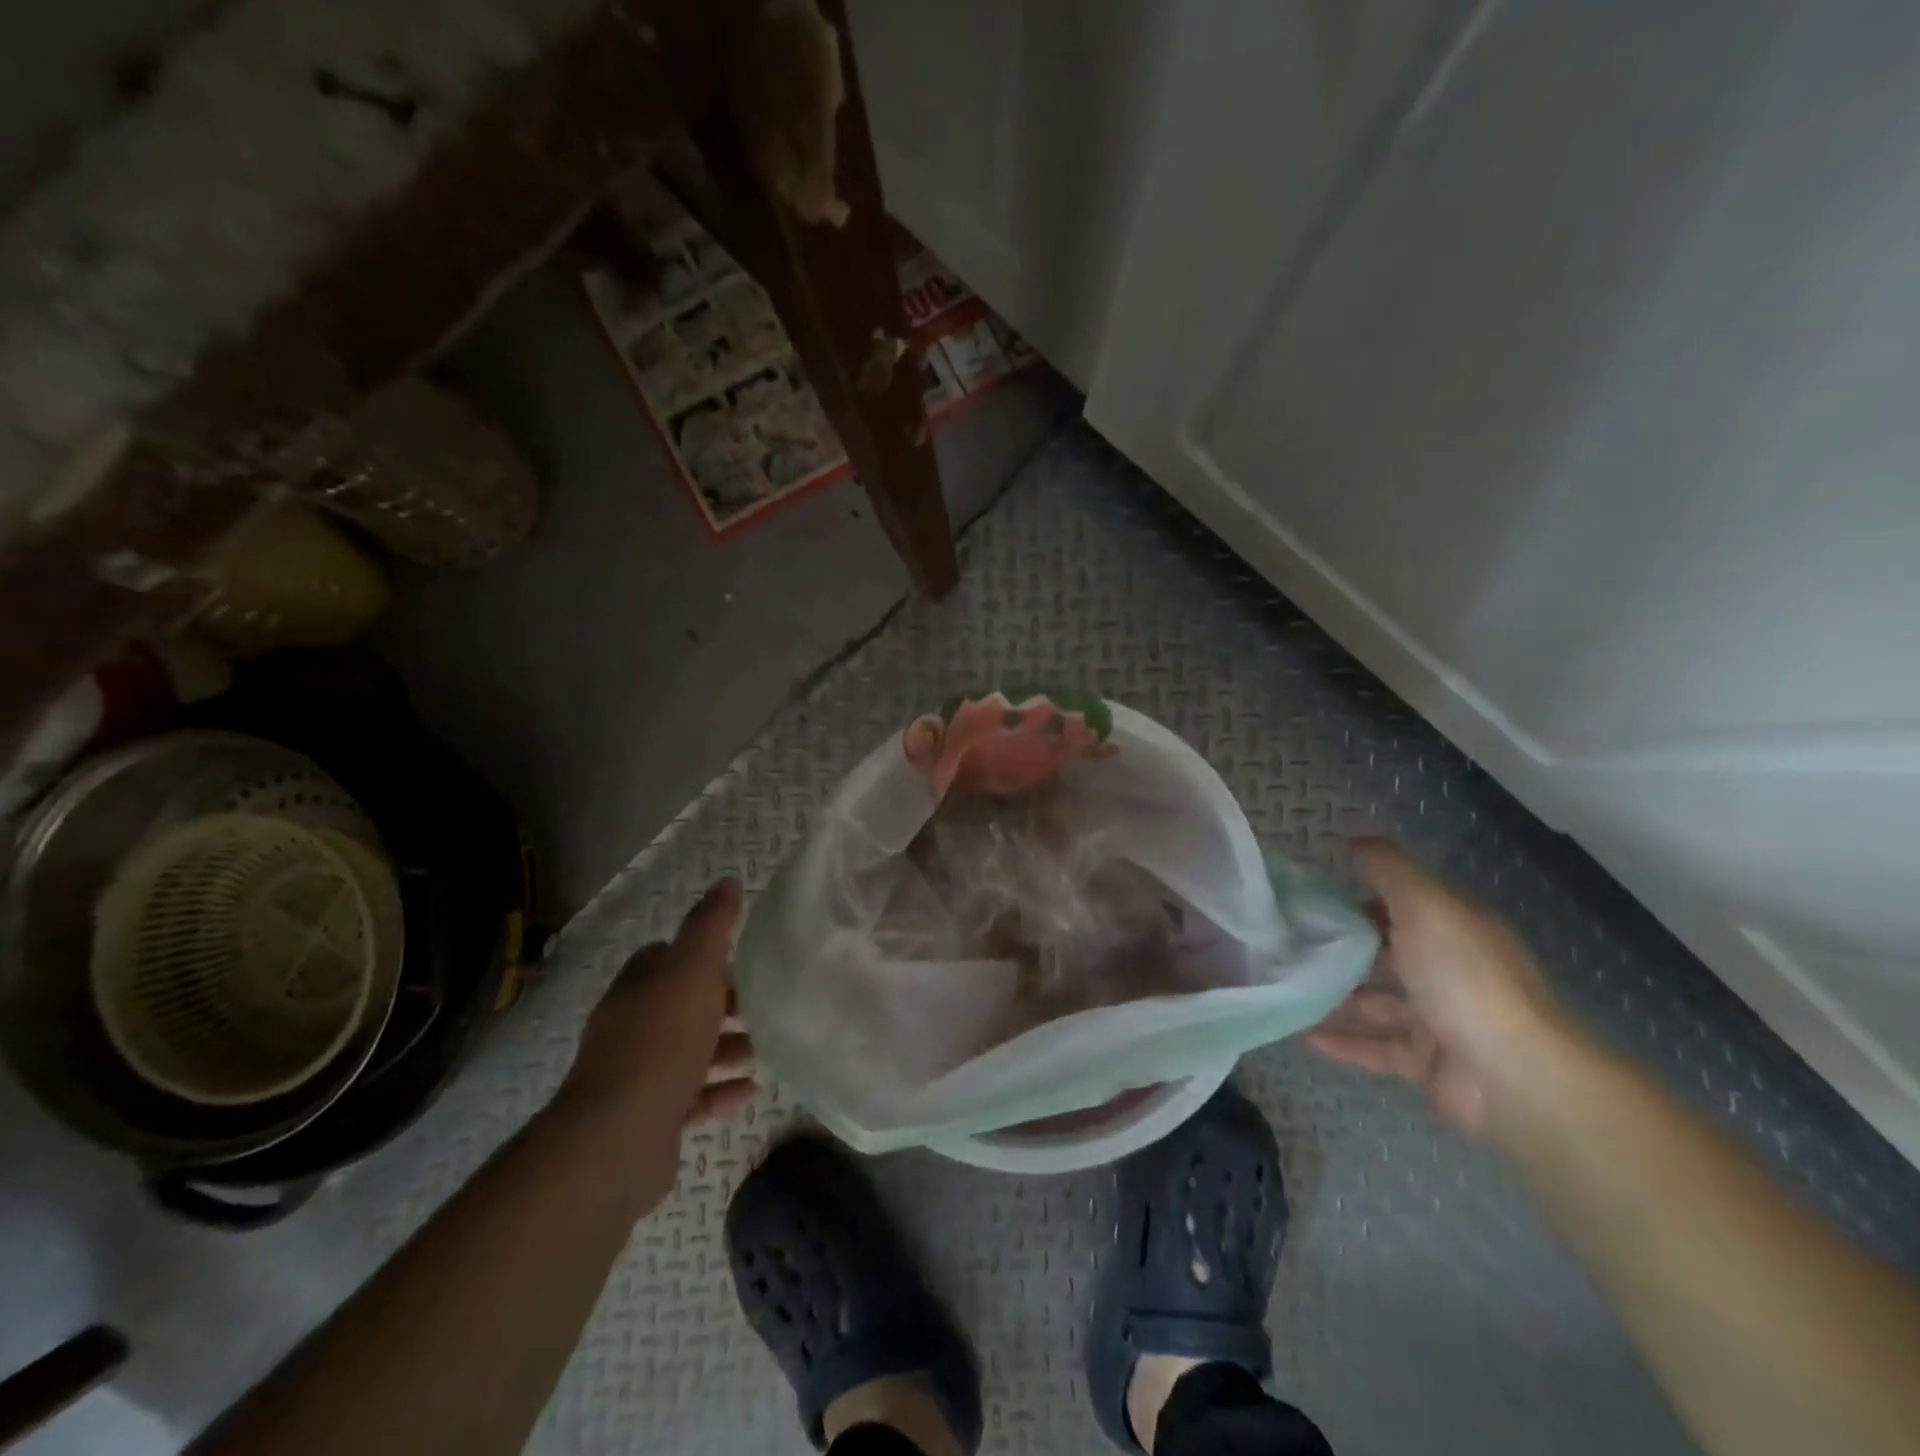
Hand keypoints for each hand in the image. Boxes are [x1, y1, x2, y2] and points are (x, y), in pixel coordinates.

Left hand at [559, 879, 756, 1135]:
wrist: (619, 1139)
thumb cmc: (662, 1041)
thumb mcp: (693, 970)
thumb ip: (711, 926)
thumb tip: (726, 881)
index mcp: (637, 989)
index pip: (662, 957)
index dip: (697, 954)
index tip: (736, 957)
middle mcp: (630, 1028)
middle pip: (679, 1005)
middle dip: (720, 1004)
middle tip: (760, 1004)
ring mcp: (635, 1077)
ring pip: (687, 1053)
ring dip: (725, 1049)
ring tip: (763, 1049)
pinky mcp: (647, 1121)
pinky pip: (690, 1099)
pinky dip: (719, 1091)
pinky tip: (750, 1091)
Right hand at [1308, 838, 1571, 1136]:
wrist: (1512, 1074)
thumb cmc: (1463, 977)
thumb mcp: (1424, 905)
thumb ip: (1389, 869)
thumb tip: (1356, 838)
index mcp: (1455, 929)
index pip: (1404, 906)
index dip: (1360, 899)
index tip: (1312, 900)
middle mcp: (1450, 970)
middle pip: (1388, 954)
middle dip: (1342, 950)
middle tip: (1288, 945)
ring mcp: (1440, 1018)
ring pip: (1377, 1003)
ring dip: (1336, 998)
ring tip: (1288, 990)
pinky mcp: (1429, 1062)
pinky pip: (1378, 1047)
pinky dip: (1344, 1042)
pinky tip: (1305, 1035)